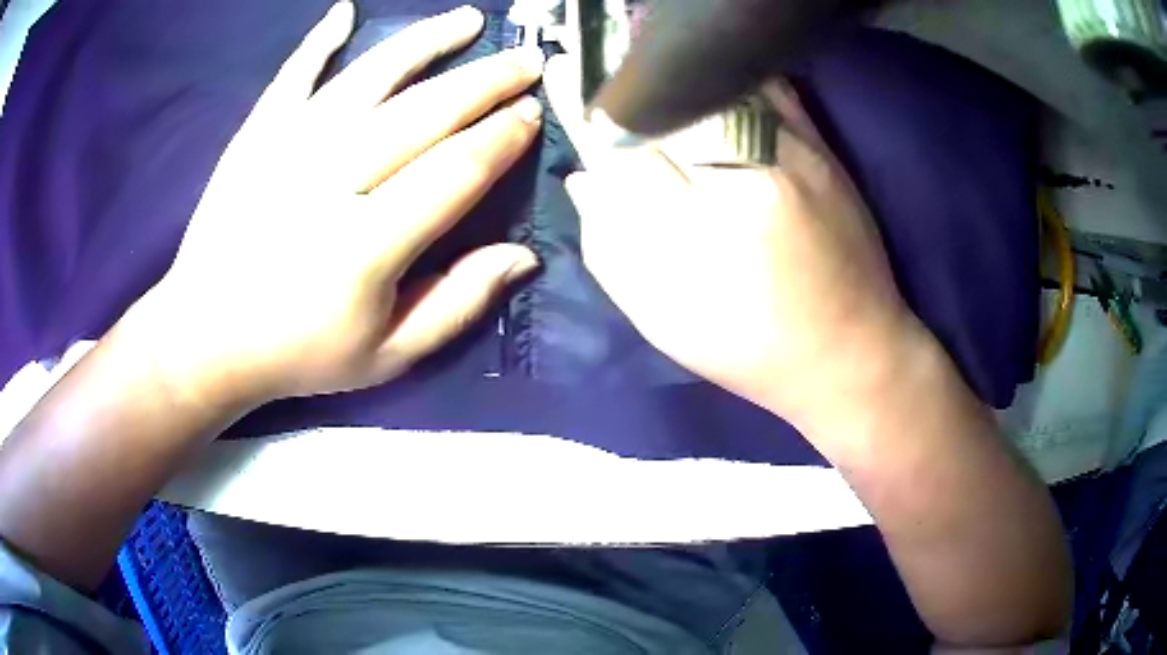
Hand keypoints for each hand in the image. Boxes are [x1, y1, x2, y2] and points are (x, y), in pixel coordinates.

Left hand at [125, 2, 545, 404]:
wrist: (204, 339)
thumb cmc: (297, 353)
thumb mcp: (387, 356)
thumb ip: (457, 305)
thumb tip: (523, 256)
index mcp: (366, 246)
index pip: (455, 172)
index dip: (501, 138)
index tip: (532, 114)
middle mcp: (329, 182)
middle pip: (424, 113)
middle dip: (485, 81)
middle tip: (527, 61)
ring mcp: (286, 149)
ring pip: (369, 78)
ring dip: (425, 42)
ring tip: (468, 19)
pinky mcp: (255, 137)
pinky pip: (293, 76)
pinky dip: (319, 41)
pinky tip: (346, 11)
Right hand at [545, 56, 924, 427]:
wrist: (850, 350)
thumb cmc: (750, 349)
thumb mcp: (664, 320)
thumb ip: (610, 246)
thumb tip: (583, 179)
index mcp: (696, 224)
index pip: (622, 146)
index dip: (596, 131)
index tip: (588, 130)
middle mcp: (742, 170)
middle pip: (664, 108)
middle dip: (633, 109)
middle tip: (622, 116)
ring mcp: (787, 149)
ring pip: (710, 88)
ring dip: (677, 90)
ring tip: (662, 102)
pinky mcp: (820, 144)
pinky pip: (764, 86)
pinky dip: (729, 80)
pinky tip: (713, 91)